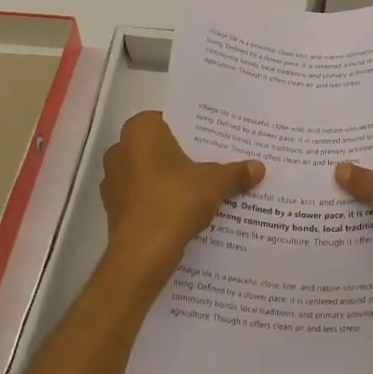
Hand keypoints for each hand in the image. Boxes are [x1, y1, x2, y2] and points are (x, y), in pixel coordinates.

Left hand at [101, 112, 263, 286]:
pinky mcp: (113, 210)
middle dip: (181, 158)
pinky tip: (182, 214)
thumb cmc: (176, 199)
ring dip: (169, 182)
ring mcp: (112, 182)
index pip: (168, 121)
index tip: (210, 143)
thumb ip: (235, 173)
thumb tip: (259, 168)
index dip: (190, 132)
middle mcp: (120, 150)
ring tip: (199, 191)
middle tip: (210, 164)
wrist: (143, 252)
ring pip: (148, 174)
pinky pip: (142, 198)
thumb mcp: (215, 183)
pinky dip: (159, 203)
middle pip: (158, 148)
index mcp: (140, 131)